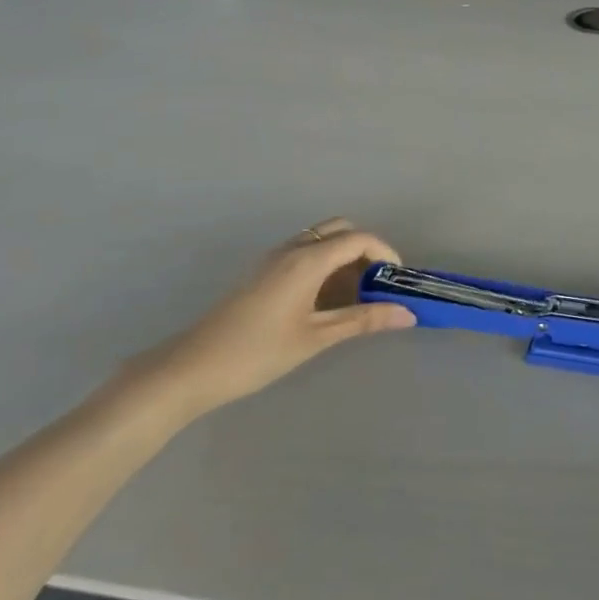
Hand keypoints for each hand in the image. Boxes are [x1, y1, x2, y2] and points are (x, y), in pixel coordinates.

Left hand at [138, 219, 414, 416]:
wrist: (190, 369)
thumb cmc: (257, 353)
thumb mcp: (316, 337)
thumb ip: (363, 320)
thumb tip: (408, 315)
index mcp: (308, 259)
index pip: (360, 239)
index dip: (386, 254)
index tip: (397, 282)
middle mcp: (292, 248)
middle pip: (341, 230)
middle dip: (366, 250)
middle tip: (377, 284)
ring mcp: (274, 258)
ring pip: (321, 240)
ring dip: (345, 257)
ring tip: (355, 296)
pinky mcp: (263, 272)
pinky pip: (304, 252)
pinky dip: (326, 264)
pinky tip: (325, 299)